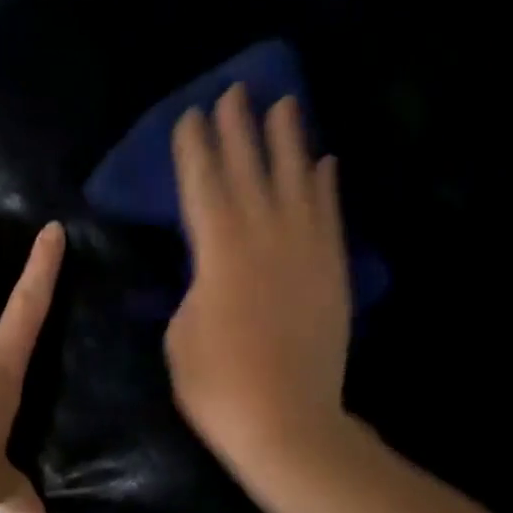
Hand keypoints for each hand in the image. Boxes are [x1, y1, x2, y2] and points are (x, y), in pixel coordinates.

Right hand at [166, 85, 352, 481]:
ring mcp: (305, 252)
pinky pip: (330, 216)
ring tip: (286, 103)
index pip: (202, 185)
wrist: (287, 423)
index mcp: (218, 251)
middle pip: (249, 171)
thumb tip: (210, 268)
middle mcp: (264, 237)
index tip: (191, 114)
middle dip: (240, 128)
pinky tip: (325, 162)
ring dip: (289, 141)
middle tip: (235, 89)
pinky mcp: (332, 272)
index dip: (194, 148)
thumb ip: (194, 286)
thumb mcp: (180, 332)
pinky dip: (327, 186)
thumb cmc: (217, 385)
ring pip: (297, 181)